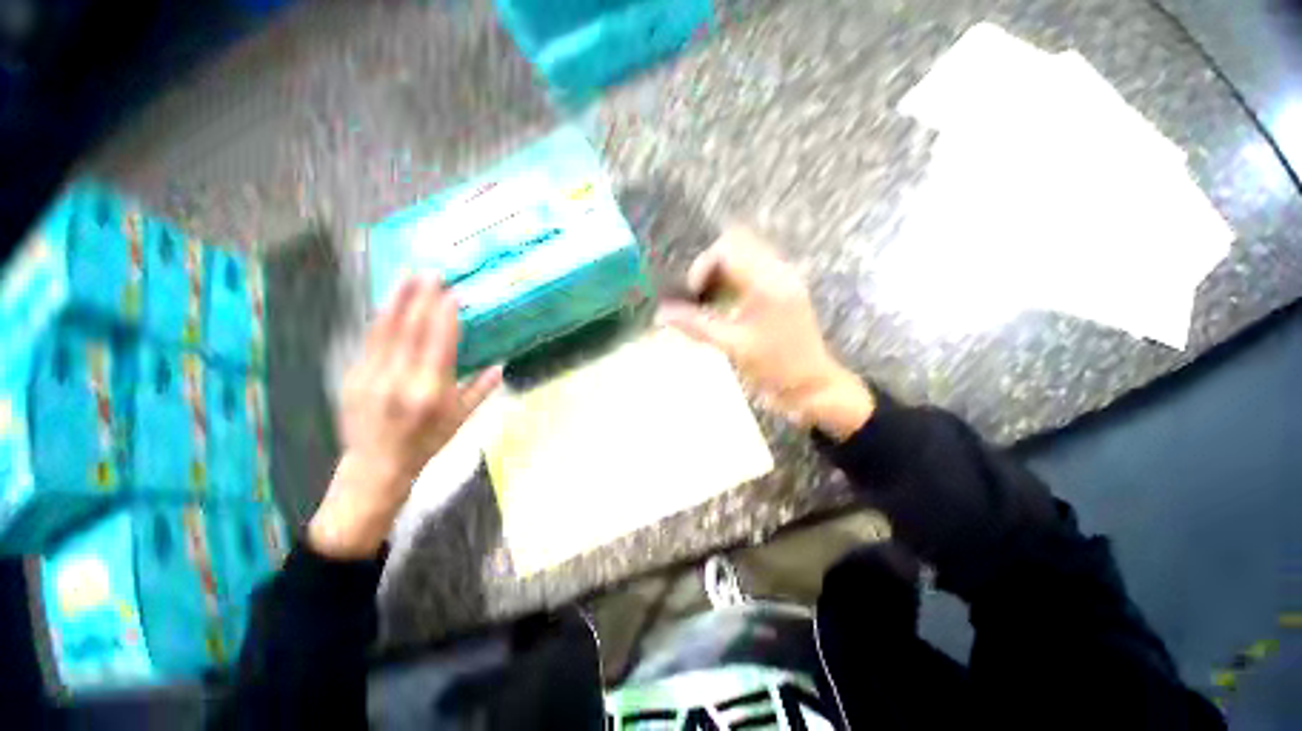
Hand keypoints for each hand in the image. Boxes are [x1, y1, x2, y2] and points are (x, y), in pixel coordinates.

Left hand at [309, 278, 503, 558]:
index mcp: (430, 392)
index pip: (438, 344)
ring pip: (385, 329)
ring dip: (397, 299)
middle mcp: (399, 380)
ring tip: (407, 275)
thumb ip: (480, 390)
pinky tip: (390, 302)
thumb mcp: (461, 420)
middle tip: (431, 273)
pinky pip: (370, 340)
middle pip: (410, 330)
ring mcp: (370, 377)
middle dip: (421, 297)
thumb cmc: (426, 443)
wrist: (375, 466)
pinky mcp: (352, 376)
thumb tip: (500, 365)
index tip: (452, 293)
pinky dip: (382, 317)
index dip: (445, 316)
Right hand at [655, 227, 873, 439]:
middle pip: (736, 245)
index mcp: (767, 282)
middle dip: (710, 268)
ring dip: (722, 273)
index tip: (692, 296)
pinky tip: (726, 304)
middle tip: (700, 297)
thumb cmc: (774, 368)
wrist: (812, 386)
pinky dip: (734, 280)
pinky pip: (755, 269)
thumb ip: (696, 325)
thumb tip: (661, 313)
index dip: (701, 267)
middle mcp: (779, 271)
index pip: (727, 250)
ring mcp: (785, 278)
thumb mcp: (732, 346)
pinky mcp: (786, 288)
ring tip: (710, 301)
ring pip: (745, 255)